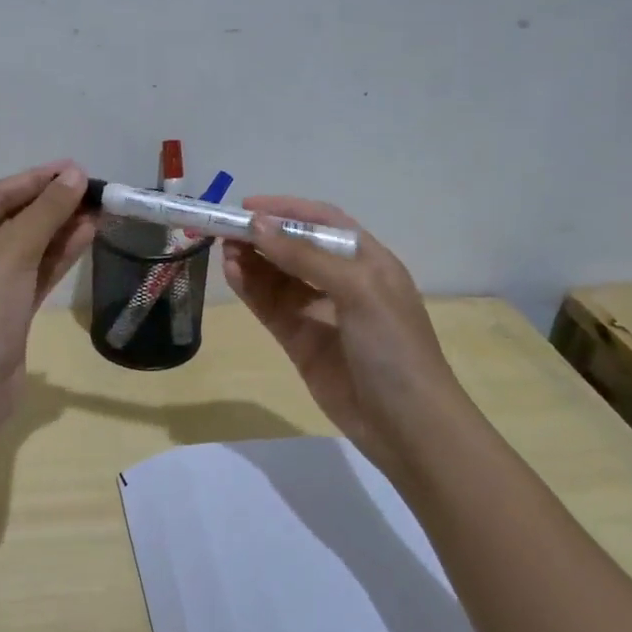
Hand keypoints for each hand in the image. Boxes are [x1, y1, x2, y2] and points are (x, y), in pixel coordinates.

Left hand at [0, 162, 95, 426]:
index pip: (0, 195)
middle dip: (55, 203)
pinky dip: (62, 254)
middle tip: (95, 190)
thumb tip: (75, 175)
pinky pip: (40, 270)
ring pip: (33, 245)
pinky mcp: (13, 307)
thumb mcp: (13, 252)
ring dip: (63, 228)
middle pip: (18, 218)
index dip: (38, 179)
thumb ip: (46, 212)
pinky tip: (90, 236)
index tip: (76, 168)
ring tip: (100, 210)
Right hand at [222, 197, 460, 473]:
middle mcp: (342, 281)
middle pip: (295, 247)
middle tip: (225, 229)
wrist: (407, 425)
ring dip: (252, 261)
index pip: (322, 222)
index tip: (247, 206)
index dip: (286, 210)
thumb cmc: (394, 346)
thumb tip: (258, 226)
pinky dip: (251, 289)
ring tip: (224, 251)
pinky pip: (271, 306)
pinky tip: (232, 275)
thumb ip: (306, 257)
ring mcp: (319, 312)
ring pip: (277, 277)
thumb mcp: (358, 290)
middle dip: (262, 236)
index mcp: (367, 260)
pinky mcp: (300, 341)